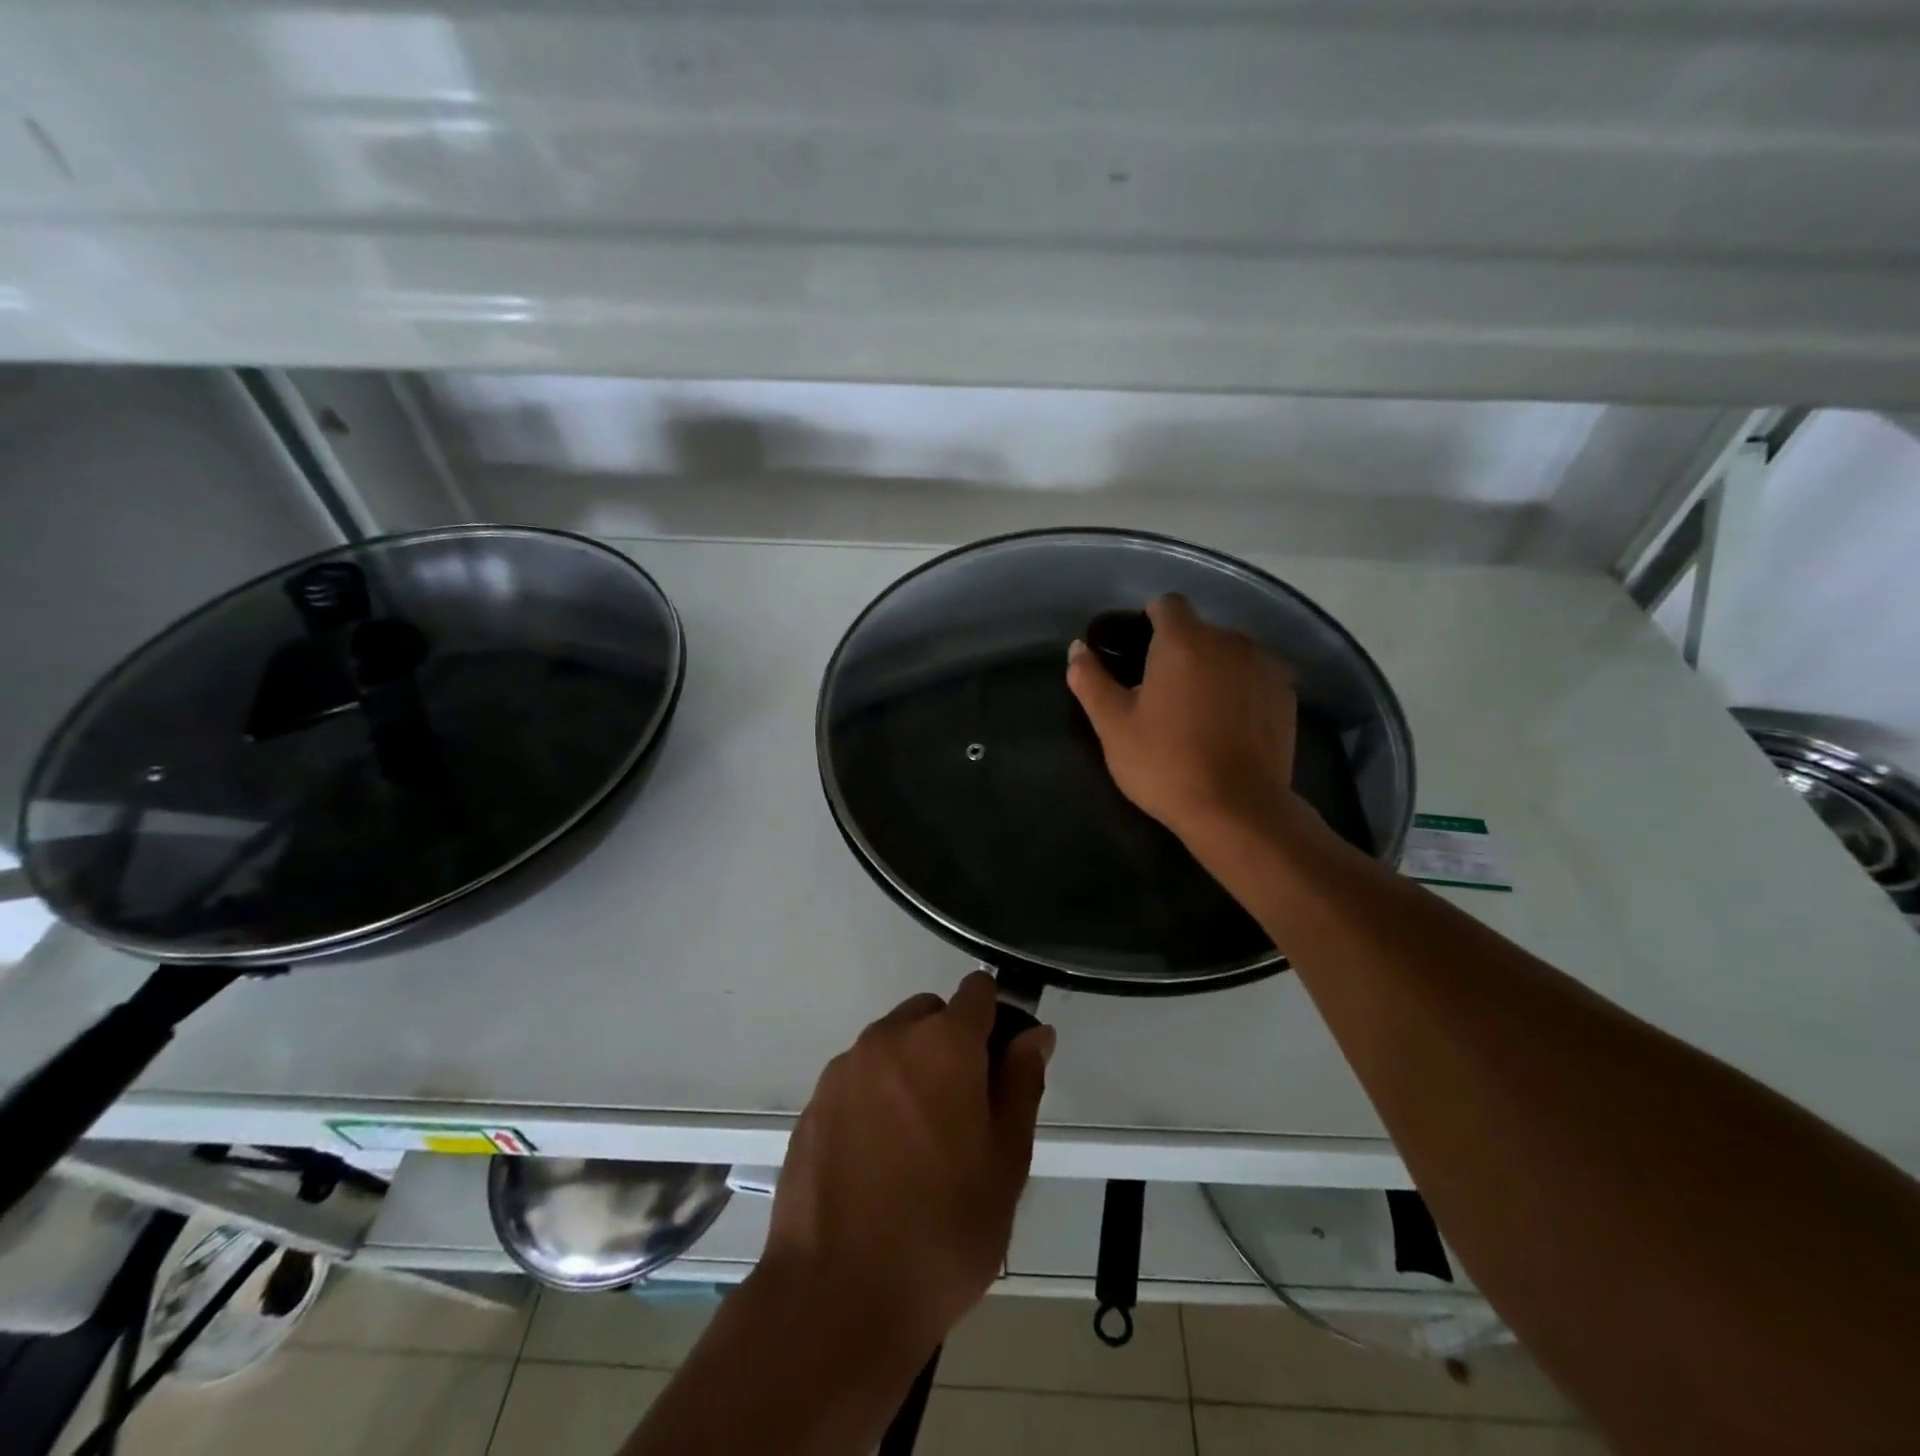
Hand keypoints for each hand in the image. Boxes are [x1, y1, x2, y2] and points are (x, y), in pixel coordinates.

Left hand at [762, 973, 1053, 1356]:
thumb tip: (1035, 1034)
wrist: (836, 1298)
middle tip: (964, 1112)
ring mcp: (844, 1069)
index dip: (996, 1017)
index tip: (1002, 1062)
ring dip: (911, 1070)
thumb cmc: (943, 1231)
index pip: (977, 991)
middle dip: (951, 1043)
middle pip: (930, 1014)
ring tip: (918, 1145)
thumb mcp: (1006, 1161)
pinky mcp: (814, 1104)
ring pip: (891, 1045)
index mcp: (943, 1043)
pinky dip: (875, 1097)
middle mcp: (889, 1039)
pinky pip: (857, 1079)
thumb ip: (1022, 1083)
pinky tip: (878, 1161)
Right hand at [1067, 593, 1301, 847]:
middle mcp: (1229, 641)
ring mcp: (1264, 666)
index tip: (1136, 656)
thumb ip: (1091, 680)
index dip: (1148, 622)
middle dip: (1179, 652)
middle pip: (1198, 631)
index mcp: (1184, 641)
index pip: (1166, 605)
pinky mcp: (1286, 695)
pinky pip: (1253, 678)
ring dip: (1211, 670)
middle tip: (1160, 696)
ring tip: (1197, 714)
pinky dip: (1238, 690)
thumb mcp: (1113, 725)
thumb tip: (1077, 649)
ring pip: (1228, 654)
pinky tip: (1227, 727)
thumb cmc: (1165, 763)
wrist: (1238, 809)